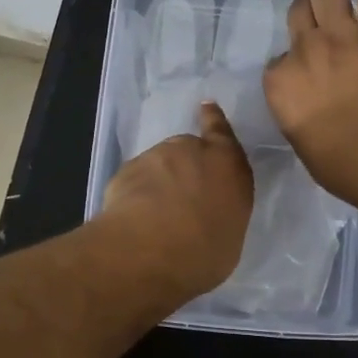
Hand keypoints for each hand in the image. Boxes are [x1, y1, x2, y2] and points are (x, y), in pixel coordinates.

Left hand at [101, 102, 254, 298]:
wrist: (152, 250)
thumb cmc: (206, 250)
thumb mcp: (229, 236)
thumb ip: (220, 214)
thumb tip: (208, 216)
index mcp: (229, 166)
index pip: (223, 134)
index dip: (214, 120)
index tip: (206, 106)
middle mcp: (194, 151)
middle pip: (188, 150)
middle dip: (184, 167)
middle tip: (180, 200)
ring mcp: (157, 156)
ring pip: (158, 165)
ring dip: (158, 182)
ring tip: (154, 217)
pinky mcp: (127, 169)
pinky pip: (135, 180)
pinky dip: (135, 194)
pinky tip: (134, 220)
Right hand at [263, 0, 357, 213]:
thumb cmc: (343, 166)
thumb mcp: (301, 141)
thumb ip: (296, 111)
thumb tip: (307, 101)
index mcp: (280, 83)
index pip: (279, 60)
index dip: (295, 64)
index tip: (310, 77)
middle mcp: (304, 49)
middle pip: (297, 10)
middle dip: (309, 19)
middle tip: (327, 34)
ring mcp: (342, 33)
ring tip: (349, 12)